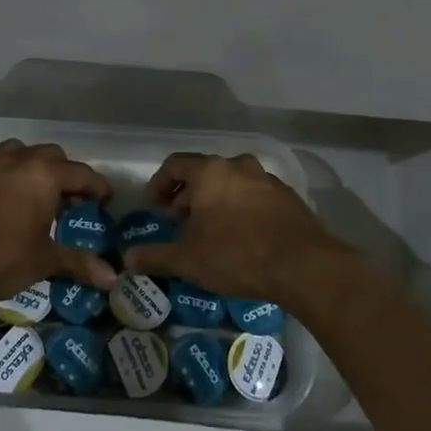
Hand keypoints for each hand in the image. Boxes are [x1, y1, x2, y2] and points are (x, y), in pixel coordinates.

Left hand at [0, 140, 116, 297]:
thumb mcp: (43, 261)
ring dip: (34, 167)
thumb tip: (113, 278)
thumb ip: (78, 263)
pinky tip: (4, 199)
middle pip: (53, 155)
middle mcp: (19, 160)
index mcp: (44, 175)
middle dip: (67, 174)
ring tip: (37, 194)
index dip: (98, 187)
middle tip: (72, 201)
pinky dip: (7, 175)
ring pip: (21, 152)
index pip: (82, 174)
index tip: (106, 201)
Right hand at [122, 152, 348, 302]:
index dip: (158, 185)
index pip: (174, 165)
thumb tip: (127, 258)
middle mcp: (238, 166)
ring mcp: (267, 180)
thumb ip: (155, 255)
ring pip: (230, 184)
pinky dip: (240, 210)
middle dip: (186, 197)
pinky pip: (254, 197)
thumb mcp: (188, 259)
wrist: (303, 265)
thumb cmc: (236, 254)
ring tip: (209, 233)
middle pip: (203, 174)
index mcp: (210, 171)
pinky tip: (241, 238)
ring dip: (215, 203)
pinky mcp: (288, 198)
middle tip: (179, 225)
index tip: (153, 209)